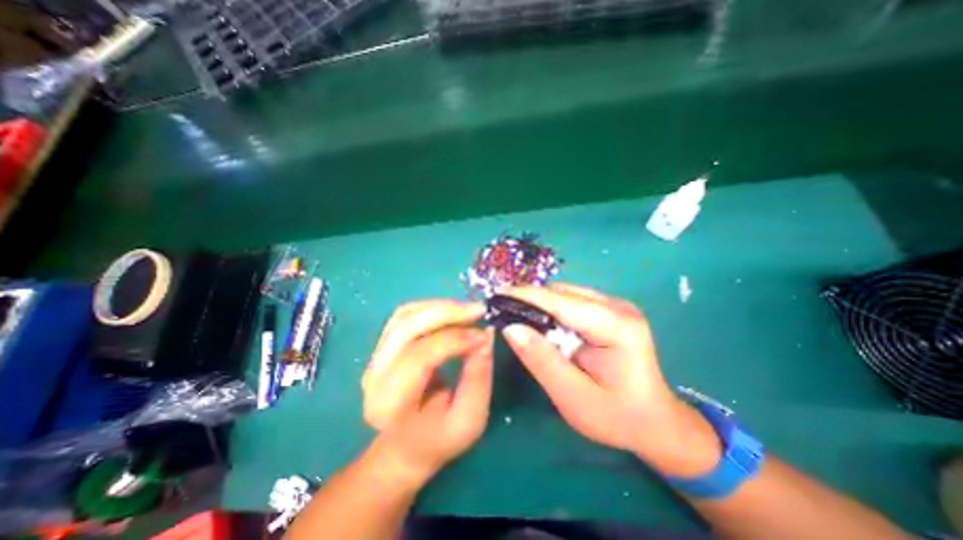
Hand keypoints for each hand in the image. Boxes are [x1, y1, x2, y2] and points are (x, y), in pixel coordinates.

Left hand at [364, 300, 495, 485]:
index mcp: (390, 404)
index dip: (454, 340)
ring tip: (468, 310)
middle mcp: (374, 375)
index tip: (483, 335)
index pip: (419, 357)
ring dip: (440, 307)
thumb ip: (478, 379)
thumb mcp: (469, 420)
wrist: (406, 444)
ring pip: (405, 315)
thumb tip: (485, 336)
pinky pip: (406, 314)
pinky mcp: (384, 345)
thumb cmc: (439, 438)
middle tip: (478, 309)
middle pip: (406, 327)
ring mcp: (375, 356)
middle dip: (446, 312)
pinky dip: (432, 307)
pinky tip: (452, 312)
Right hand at [505, 282, 722, 475]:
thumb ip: (541, 360)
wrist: (655, 422)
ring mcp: (616, 306)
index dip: (526, 295)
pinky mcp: (610, 310)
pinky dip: (552, 309)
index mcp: (617, 326)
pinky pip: (572, 301)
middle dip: (531, 299)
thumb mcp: (573, 397)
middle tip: (502, 310)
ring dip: (541, 304)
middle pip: (563, 293)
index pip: (562, 301)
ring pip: (566, 294)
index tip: (496, 296)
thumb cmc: (617, 417)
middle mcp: (618, 307)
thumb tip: (510, 328)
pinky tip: (542, 324)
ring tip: (518, 317)